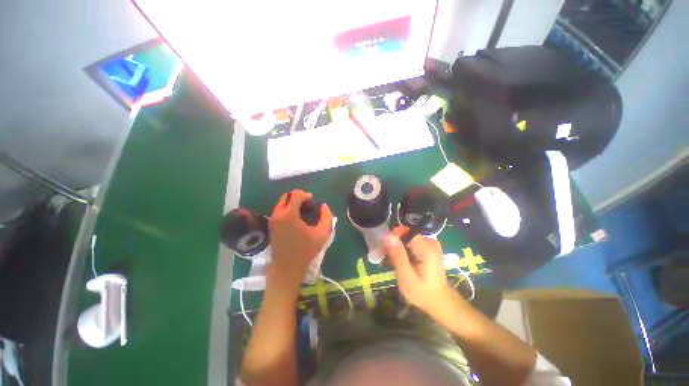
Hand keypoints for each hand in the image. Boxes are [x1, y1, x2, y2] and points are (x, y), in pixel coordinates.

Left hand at [268, 190, 333, 286]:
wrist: (287, 268)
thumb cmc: (305, 250)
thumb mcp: (322, 234)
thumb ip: (327, 217)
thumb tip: (324, 206)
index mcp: (289, 214)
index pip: (295, 194)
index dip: (305, 195)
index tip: (313, 201)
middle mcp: (278, 214)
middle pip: (286, 196)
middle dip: (298, 197)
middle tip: (308, 205)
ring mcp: (272, 220)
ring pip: (281, 203)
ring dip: (292, 203)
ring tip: (303, 212)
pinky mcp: (271, 226)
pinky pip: (279, 211)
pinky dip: (287, 210)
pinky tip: (296, 219)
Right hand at [383, 226, 454, 316]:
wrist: (440, 302)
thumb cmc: (422, 292)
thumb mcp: (406, 277)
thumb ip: (397, 255)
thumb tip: (387, 236)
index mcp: (426, 248)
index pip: (405, 232)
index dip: (392, 238)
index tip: (384, 250)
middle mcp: (430, 242)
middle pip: (405, 235)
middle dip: (393, 244)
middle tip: (385, 258)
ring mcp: (430, 244)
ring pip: (407, 239)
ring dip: (397, 248)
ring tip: (390, 261)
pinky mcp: (428, 248)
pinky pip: (411, 243)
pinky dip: (403, 250)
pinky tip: (399, 261)